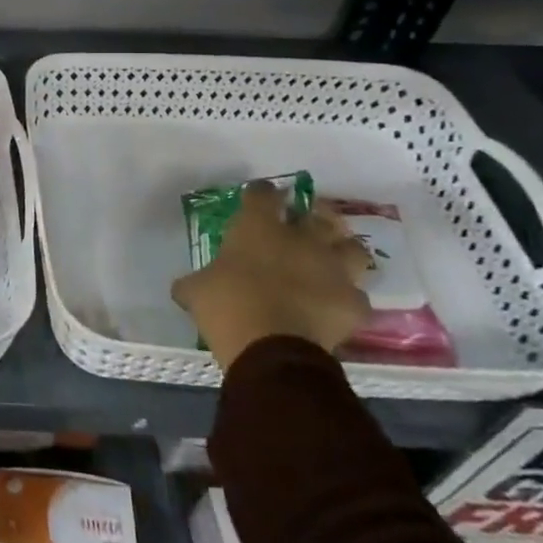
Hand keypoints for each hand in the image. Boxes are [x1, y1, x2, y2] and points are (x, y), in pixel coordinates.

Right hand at [171, 181, 373, 371]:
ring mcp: (333, 270)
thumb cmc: (227, 306)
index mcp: (258, 228)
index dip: (260, 193)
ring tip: (332, 260)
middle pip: (320, 215)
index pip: (263, 194)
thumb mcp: (196, 291)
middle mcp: (301, 240)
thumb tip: (185, 287)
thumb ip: (195, 282)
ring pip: (353, 248)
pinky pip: (356, 296)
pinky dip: (347, 299)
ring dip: (343, 252)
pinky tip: (335, 306)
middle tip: (306, 223)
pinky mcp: (353, 303)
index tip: (257, 197)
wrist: (272, 348)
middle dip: (315, 216)